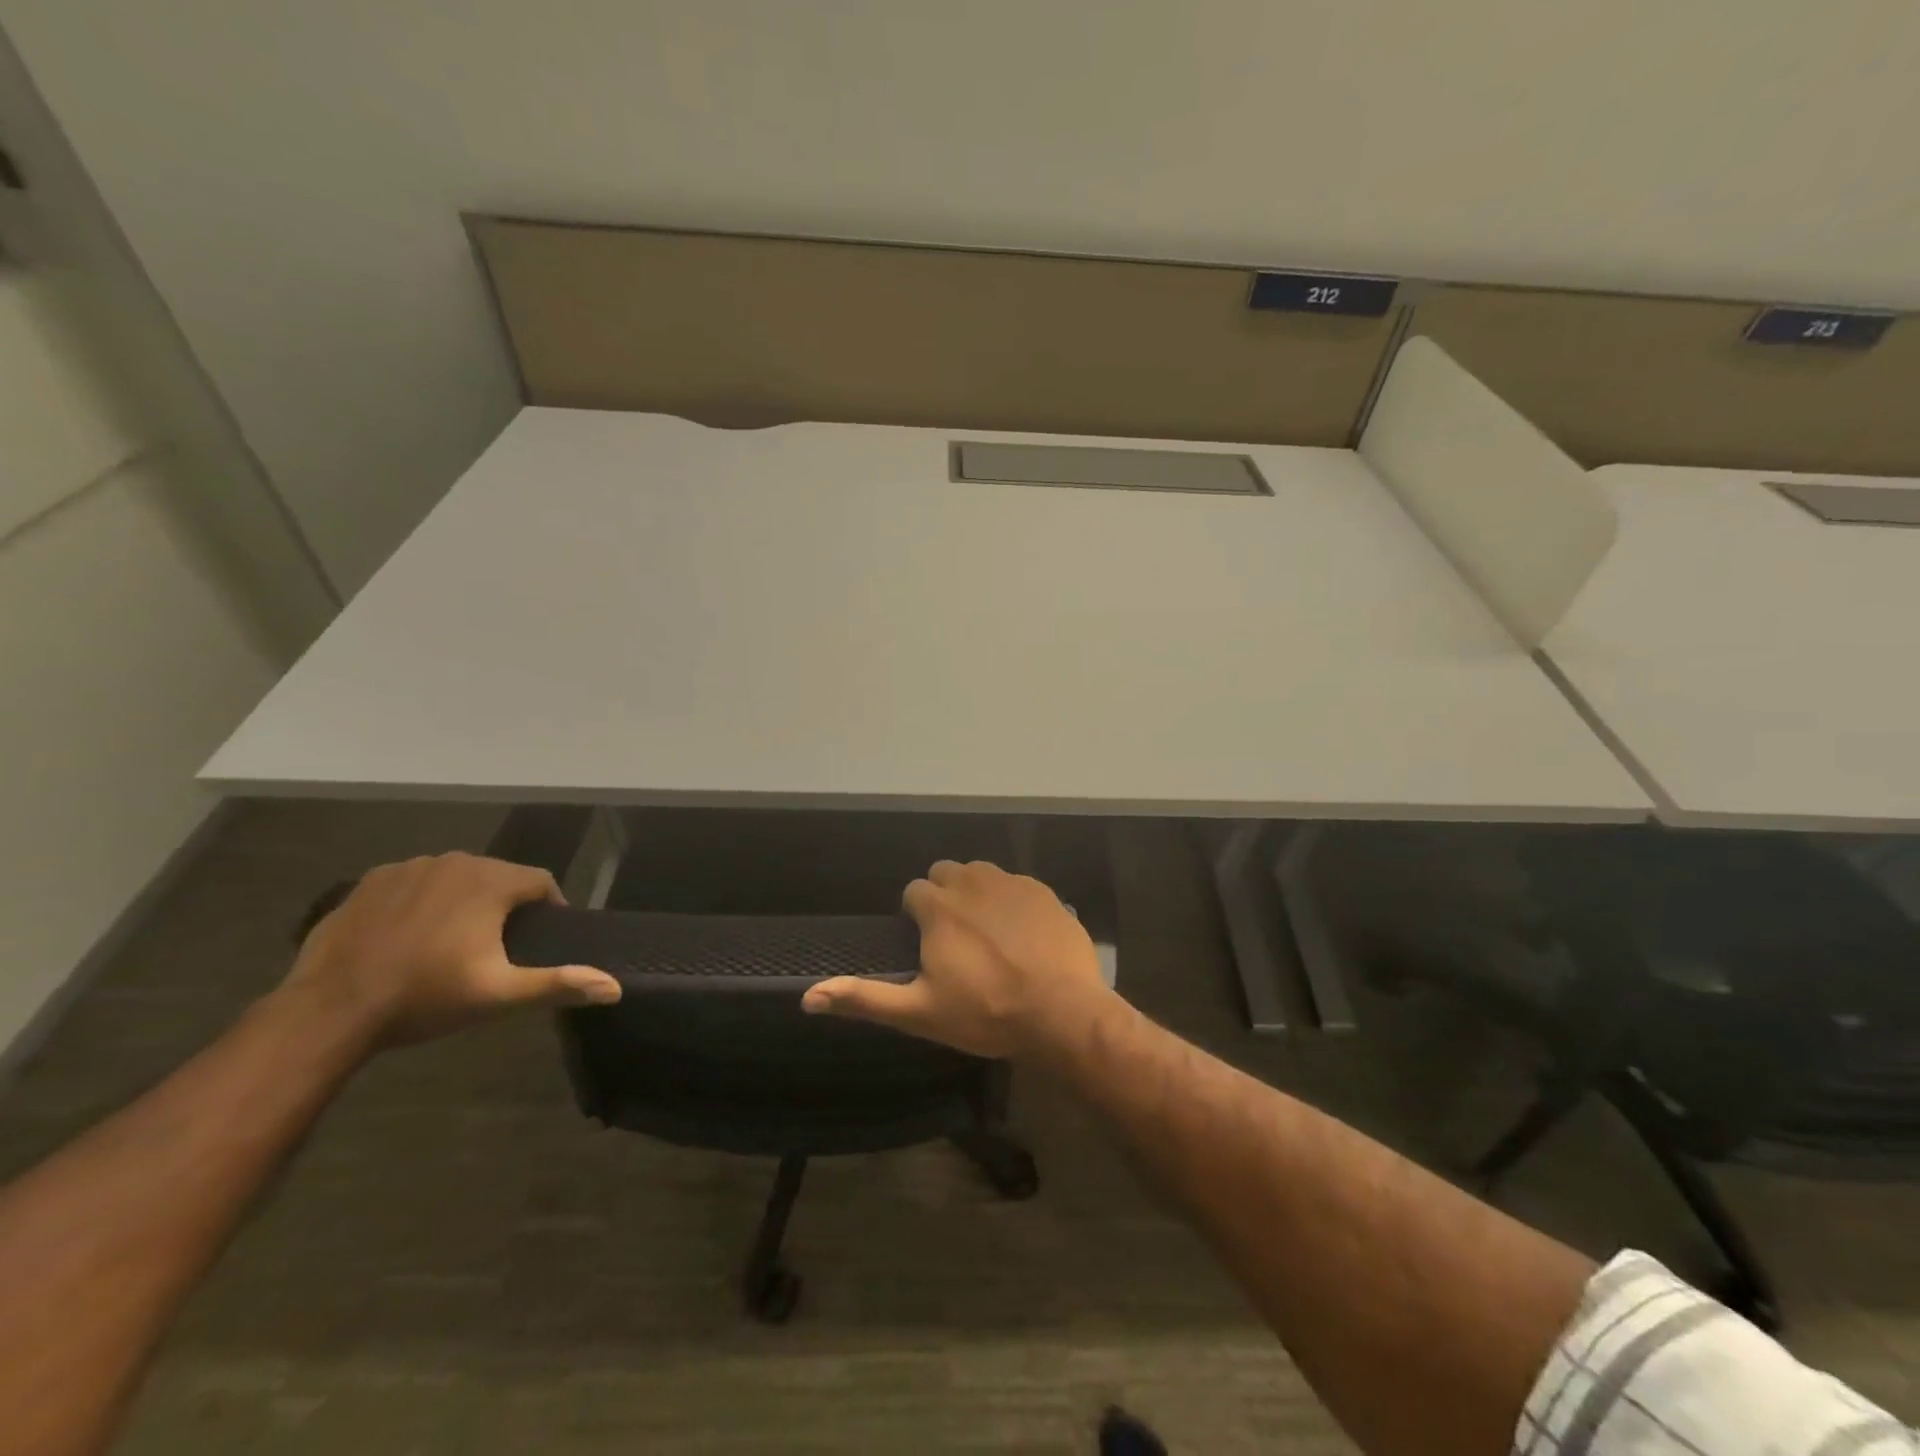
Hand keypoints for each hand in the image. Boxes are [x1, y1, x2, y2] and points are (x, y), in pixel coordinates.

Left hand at [282, 852, 621, 1046]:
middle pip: (498, 876)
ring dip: (464, 900)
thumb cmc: (425, 997)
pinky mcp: (370, 881)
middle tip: (496, 946)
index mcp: (491, 881)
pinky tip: (410, 936)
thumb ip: (559, 983)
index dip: (549, 908)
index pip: (540, 882)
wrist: (329, 1009)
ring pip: (456, 878)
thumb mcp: (499, 994)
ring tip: (452, 941)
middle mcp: (455, 862)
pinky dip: (422, 901)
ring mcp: (408, 868)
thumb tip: (615, 987)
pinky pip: (414, 883)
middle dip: (504, 905)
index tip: (540, 938)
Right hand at [801, 859, 1111, 1058]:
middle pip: (946, 874)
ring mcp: (1012, 883)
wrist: (1061, 1012)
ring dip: (977, 893)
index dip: (917, 916)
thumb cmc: (985, 1013)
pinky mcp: (1044, 891)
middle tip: (956, 939)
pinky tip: (1022, 934)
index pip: (914, 891)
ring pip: (982, 873)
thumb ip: (864, 998)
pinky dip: (1012, 901)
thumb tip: (808, 997)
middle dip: (945, 897)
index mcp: (938, 907)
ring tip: (988, 934)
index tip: (928, 944)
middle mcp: (972, 882)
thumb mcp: (919, 1012)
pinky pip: (1017, 884)